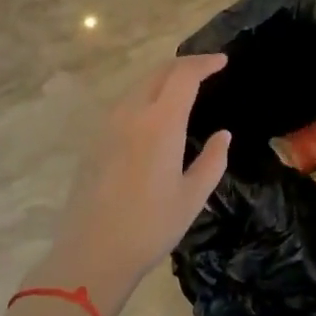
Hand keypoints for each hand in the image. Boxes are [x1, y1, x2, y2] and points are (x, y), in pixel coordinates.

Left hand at [35, 54, 230, 315]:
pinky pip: (125, 102)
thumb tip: (223, 135)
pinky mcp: (95, 139)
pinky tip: (155, 113)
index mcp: (160, 123)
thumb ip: (213, 160)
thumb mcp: (192, 197)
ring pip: (139, 85)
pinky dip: (146, 94)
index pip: (184, 75)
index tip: (222, 61)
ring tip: (184, 87)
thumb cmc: (149, 227)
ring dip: (164, 78)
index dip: (204, 63)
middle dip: (185, 65)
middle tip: (207, 69)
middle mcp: (132, 113)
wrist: (91, 253)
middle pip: (159, 72)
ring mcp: (109, 124)